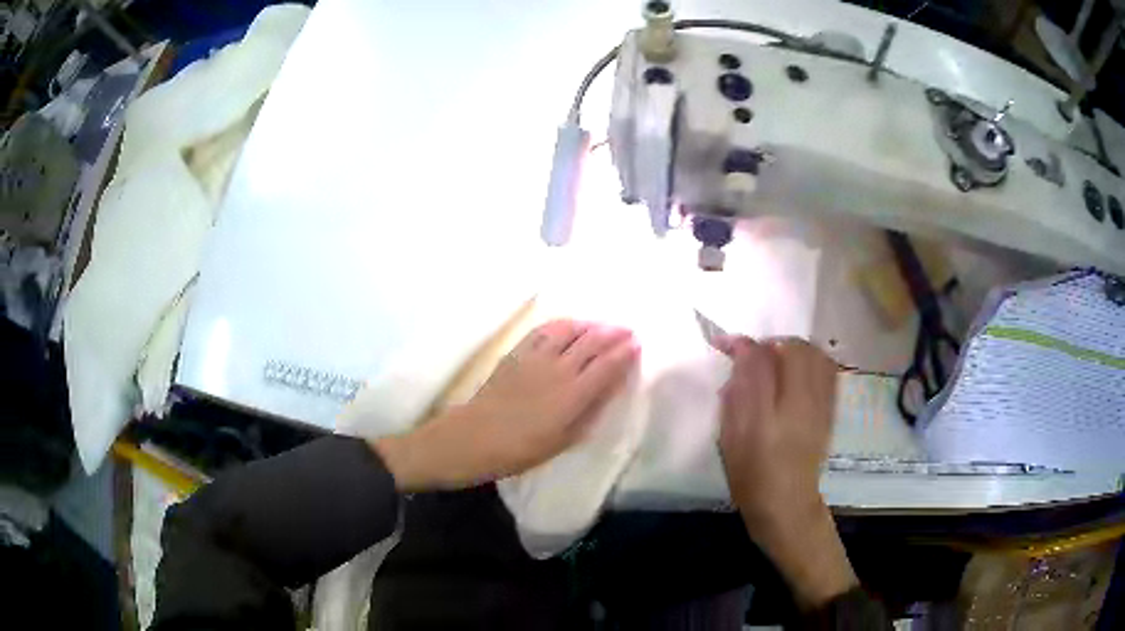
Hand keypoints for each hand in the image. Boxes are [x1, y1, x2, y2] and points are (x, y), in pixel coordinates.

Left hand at [374, 319, 638, 490]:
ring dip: (589, 324)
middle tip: (627, 330)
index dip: (625, 352)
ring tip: (600, 326)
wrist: (475, 437)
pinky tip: (568, 326)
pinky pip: (543, 330)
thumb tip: (610, 388)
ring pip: (569, 329)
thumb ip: (590, 411)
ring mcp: (536, 357)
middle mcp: (559, 368)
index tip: (637, 344)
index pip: (607, 365)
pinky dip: (561, 324)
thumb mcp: (564, 439)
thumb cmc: (522, 449)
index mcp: (574, 394)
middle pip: (592, 341)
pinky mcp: (517, 352)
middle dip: (613, 333)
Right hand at [717, 337, 856, 607]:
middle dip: (770, 343)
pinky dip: (812, 359)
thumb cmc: (751, 476)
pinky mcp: (831, 410)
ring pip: (815, 355)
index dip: (740, 345)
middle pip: (793, 349)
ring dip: (793, 348)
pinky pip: (828, 370)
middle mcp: (801, 404)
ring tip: (777, 360)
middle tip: (754, 354)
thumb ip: (736, 395)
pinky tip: (798, 371)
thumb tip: (739, 358)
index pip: (759, 360)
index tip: (723, 342)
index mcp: (769, 414)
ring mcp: (821, 405)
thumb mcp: (731, 438)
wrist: (787, 504)